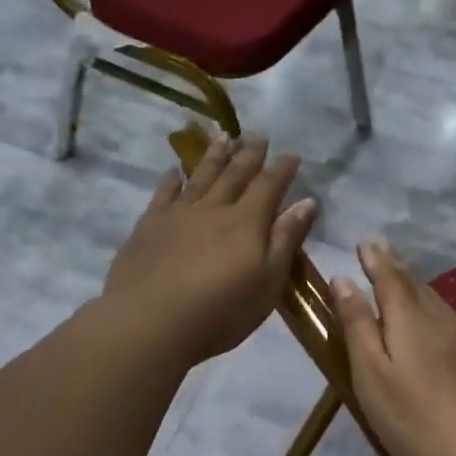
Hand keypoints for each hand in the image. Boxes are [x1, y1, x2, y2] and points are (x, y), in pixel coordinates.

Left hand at [102, 133, 315, 365]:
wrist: (151, 322)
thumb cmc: (221, 311)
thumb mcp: (268, 282)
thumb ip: (286, 240)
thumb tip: (307, 202)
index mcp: (247, 223)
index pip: (269, 186)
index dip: (282, 169)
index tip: (291, 154)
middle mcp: (214, 209)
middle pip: (235, 175)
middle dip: (249, 154)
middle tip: (258, 134)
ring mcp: (178, 215)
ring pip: (201, 177)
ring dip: (215, 157)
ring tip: (224, 137)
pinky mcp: (149, 226)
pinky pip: (164, 194)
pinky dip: (171, 180)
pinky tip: (174, 172)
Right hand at [329, 240, 455, 455]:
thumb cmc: (409, 417)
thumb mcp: (370, 372)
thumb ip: (357, 324)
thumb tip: (343, 279)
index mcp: (410, 320)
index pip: (390, 278)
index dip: (376, 259)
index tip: (366, 243)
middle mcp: (440, 320)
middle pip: (416, 286)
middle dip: (396, 267)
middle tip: (382, 251)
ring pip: (437, 302)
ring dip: (417, 287)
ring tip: (404, 279)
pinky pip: (451, 322)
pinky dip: (434, 310)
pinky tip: (434, 321)